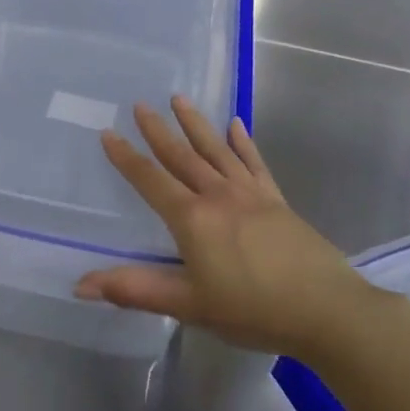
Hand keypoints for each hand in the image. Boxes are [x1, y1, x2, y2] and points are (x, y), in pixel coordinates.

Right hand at [75, 97, 374, 359]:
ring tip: (179, 99)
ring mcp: (251, 195)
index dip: (126, 157)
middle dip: (158, 130)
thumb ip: (135, 290)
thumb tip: (81, 284)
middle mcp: (218, 196)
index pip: (150, 180)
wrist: (328, 311)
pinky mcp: (277, 202)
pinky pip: (255, 164)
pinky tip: (236, 124)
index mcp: (192, 219)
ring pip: (216, 150)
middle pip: (182, 156)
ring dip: (195, 124)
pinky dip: (244, 143)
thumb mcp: (188, 305)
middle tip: (140, 104)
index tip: (108, 132)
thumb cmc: (252, 310)